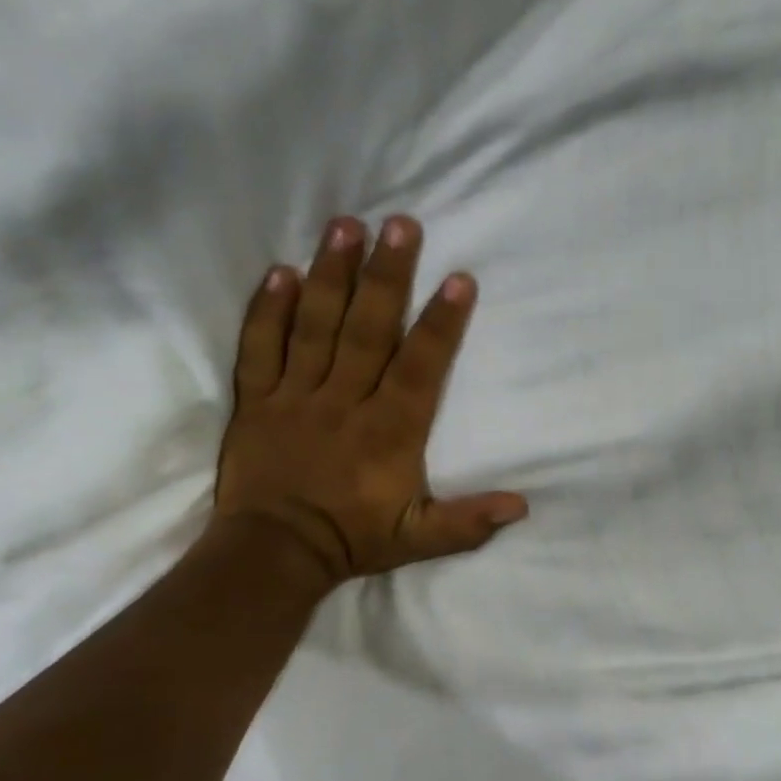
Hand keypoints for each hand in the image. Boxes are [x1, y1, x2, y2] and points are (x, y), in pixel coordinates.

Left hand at [211, 215, 528, 594]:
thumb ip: (468, 521)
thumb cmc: (353, 539)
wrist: (271, 556)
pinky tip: (281, 271)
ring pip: (315, 327)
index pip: (420, 367)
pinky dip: (267, 310)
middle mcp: (344, 402)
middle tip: (400, 223)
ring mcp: (296, 397)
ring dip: (331, 275)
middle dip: (386, 276)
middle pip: (367, 330)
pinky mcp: (258, 400)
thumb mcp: (420, 539)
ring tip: (345, 226)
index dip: (441, 323)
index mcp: (389, 431)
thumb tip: (523, 506)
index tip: (458, 279)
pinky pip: (260, 348)